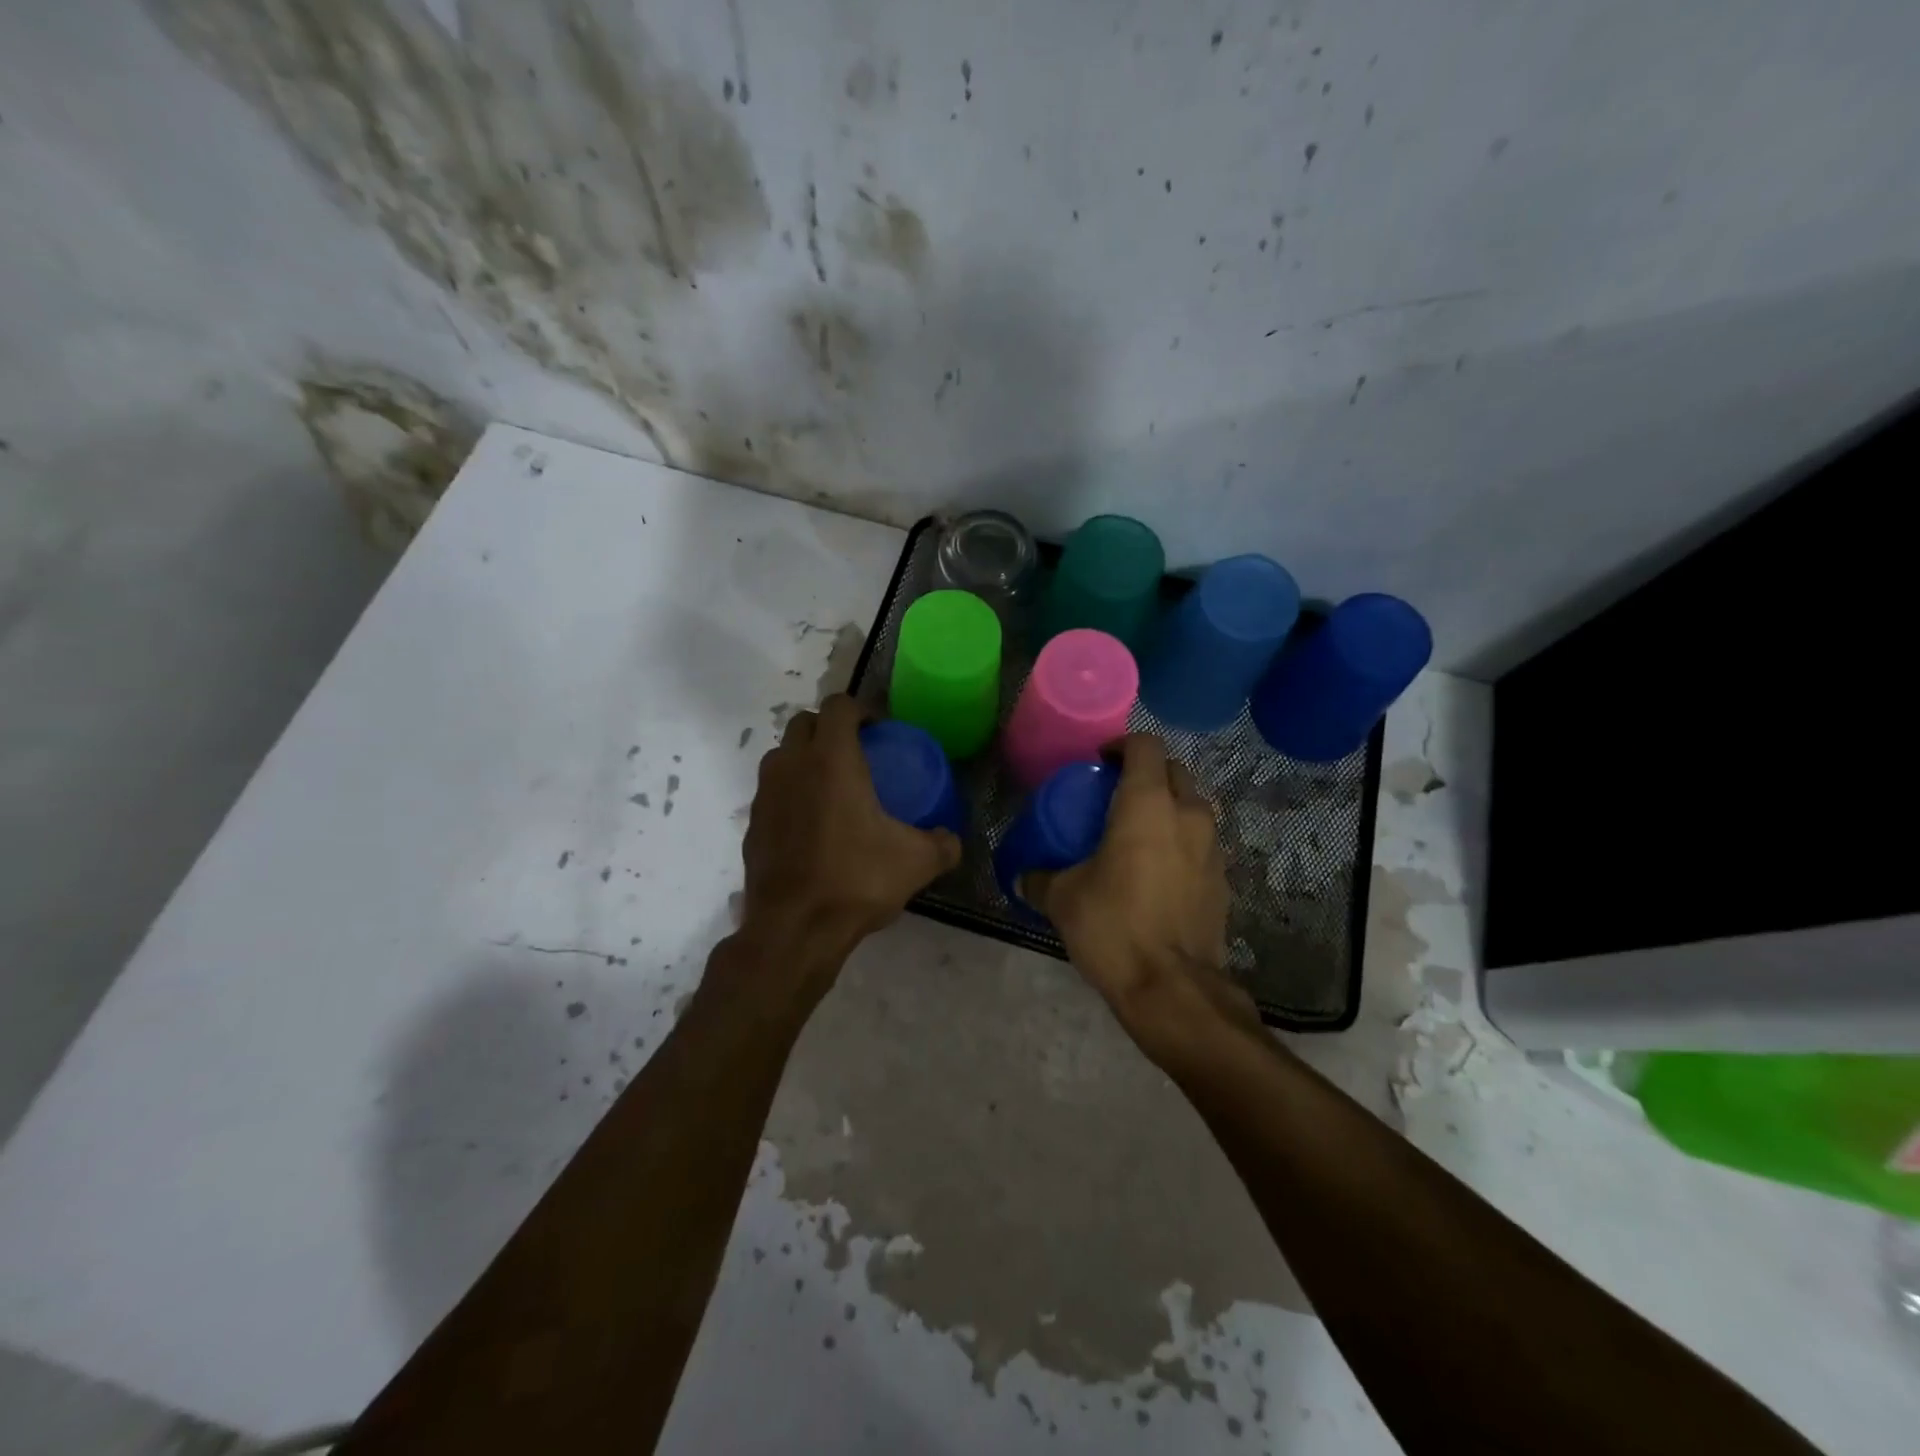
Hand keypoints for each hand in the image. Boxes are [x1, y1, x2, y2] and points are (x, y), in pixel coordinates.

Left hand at [737, 695, 961, 982]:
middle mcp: (792, 765)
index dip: (861, 709)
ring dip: (805, 757)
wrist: (794, 928)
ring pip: (782, 755)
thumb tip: (952, 840)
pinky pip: (772, 791)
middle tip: (857, 752)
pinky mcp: (752, 824)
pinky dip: (790, 793)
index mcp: (831, 759)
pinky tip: (811, 825)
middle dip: (829, 728)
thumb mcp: (917, 862)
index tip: (879, 730)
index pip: (838, 705)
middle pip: (804, 722)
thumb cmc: (856, 881)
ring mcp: (765, 794)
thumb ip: (943, 845)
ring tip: (832, 786)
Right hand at [1023, 735, 1261, 1056]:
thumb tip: (1023, 876)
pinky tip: (1159, 870)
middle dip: (1147, 773)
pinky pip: (1202, 842)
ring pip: (1194, 805)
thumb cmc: (1113, 926)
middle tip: (1117, 794)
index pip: (1145, 746)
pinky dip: (1182, 841)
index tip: (1100, 762)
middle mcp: (1188, 814)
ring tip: (1139, 831)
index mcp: (1147, 804)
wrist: (1173, 987)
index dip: (1121, 746)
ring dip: (1169, 806)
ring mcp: (1213, 847)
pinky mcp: (1224, 879)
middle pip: (1174, 771)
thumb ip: (1039, 878)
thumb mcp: (1062, 899)